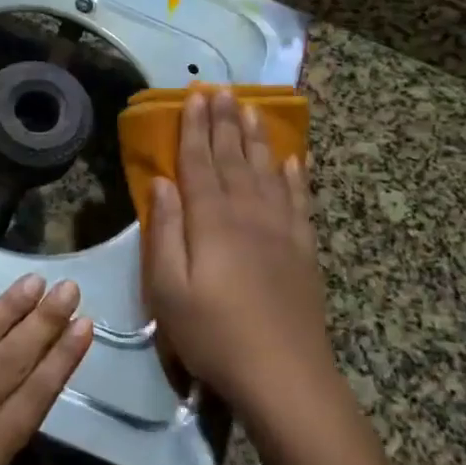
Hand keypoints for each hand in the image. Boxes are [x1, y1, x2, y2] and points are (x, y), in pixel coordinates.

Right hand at [145, 88, 334, 415]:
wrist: (285, 376)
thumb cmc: (214, 335)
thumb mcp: (168, 289)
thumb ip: (164, 232)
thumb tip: (161, 182)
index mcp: (211, 221)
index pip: (199, 162)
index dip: (195, 128)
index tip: (195, 96)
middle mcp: (248, 213)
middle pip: (234, 157)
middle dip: (224, 121)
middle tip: (221, 88)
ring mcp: (281, 229)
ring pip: (267, 170)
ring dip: (257, 137)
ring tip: (251, 108)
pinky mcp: (304, 249)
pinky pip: (300, 201)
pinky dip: (296, 176)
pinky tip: (294, 160)